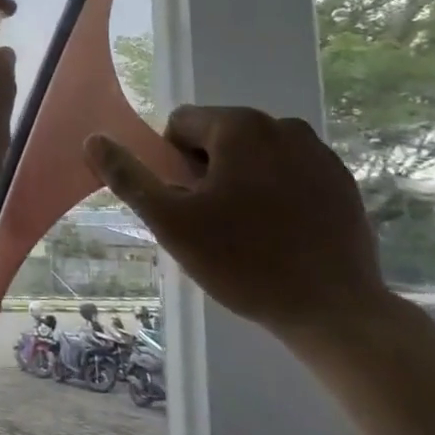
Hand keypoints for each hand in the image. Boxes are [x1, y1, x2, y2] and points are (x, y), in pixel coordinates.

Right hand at [84, 105, 390, 344]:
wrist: (333, 310)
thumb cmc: (243, 262)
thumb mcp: (171, 222)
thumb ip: (129, 177)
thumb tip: (93, 140)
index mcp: (240, 127)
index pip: (181, 124)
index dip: (171, 163)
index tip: (185, 204)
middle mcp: (282, 125)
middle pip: (219, 137)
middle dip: (206, 171)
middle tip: (212, 223)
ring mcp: (319, 152)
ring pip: (254, 155)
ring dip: (239, 181)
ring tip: (246, 231)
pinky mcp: (342, 180)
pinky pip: (289, 172)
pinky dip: (275, 192)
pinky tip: (280, 234)